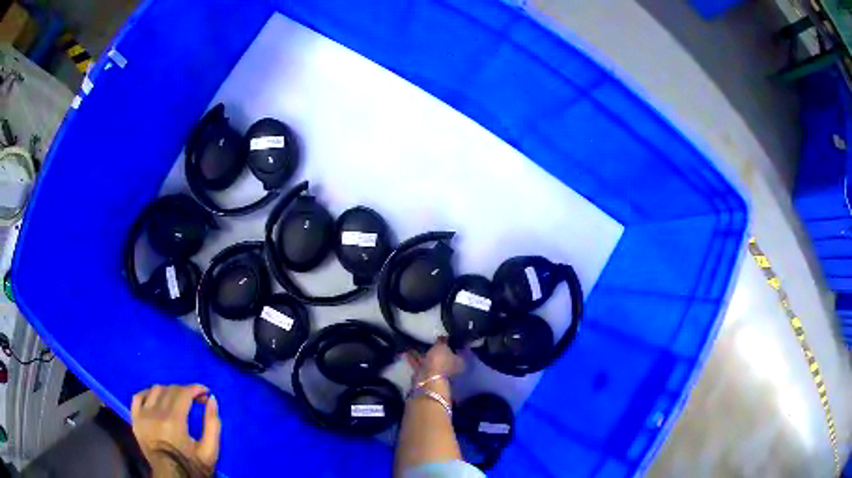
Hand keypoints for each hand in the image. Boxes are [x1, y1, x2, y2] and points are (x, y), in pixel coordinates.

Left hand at [131, 384, 220, 476]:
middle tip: (197, 399)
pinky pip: (138, 397)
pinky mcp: (135, 420)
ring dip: (168, 391)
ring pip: (155, 390)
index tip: (205, 392)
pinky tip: (156, 399)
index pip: (183, 394)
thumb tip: (212, 400)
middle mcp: (156, 414)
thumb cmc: (191, 466)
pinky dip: (148, 393)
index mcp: (174, 421)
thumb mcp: (209, 452)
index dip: (195, 389)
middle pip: (170, 390)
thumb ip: (212, 425)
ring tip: (178, 400)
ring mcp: (143, 416)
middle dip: (185, 390)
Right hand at [406, 337, 464, 382]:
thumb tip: (443, 336)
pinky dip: (414, 358)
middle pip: (442, 355)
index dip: (451, 343)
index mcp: (459, 361)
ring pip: (430, 360)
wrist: (428, 378)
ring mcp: (437, 372)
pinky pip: (420, 364)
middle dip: (435, 348)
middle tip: (428, 337)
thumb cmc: (440, 361)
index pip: (457, 350)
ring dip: (422, 353)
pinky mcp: (425, 375)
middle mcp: (449, 367)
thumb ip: (442, 340)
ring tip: (414, 342)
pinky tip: (407, 350)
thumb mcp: (442, 346)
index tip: (444, 335)